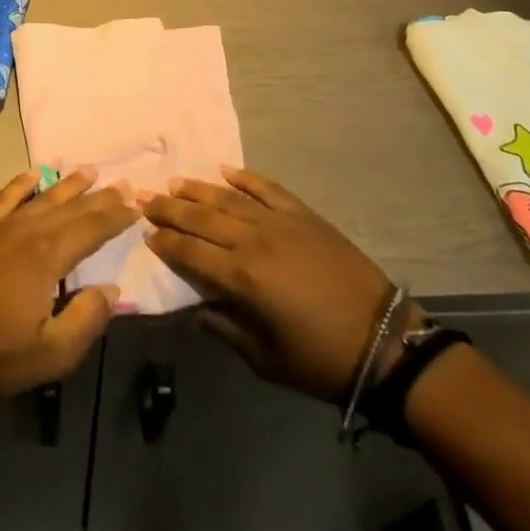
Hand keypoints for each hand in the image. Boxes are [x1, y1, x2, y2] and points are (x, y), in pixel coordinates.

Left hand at [0, 169, 137, 405]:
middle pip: (71, 209)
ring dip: (68, 184)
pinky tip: (33, 174)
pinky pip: (5, 198)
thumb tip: (111, 288)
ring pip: (42, 198)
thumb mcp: (51, 354)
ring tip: (90, 170)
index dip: (116, 216)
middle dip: (100, 197)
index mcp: (47, 257)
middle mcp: (26, 231)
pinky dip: (22, 184)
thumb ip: (87, 319)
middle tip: (124, 184)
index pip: (91, 229)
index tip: (137, 203)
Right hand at [144, 166, 398, 401]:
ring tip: (174, 183)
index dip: (165, 243)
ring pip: (228, 198)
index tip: (146, 234)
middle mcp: (254, 240)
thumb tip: (198, 311)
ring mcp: (280, 222)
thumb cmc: (321, 360)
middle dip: (170, 209)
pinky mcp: (303, 215)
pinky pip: (267, 188)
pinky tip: (226, 170)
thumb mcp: (266, 360)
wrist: (384, 342)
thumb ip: (225, 330)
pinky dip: (245, 177)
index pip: (190, 252)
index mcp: (242, 278)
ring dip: (197, 189)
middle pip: (201, 218)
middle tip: (145, 199)